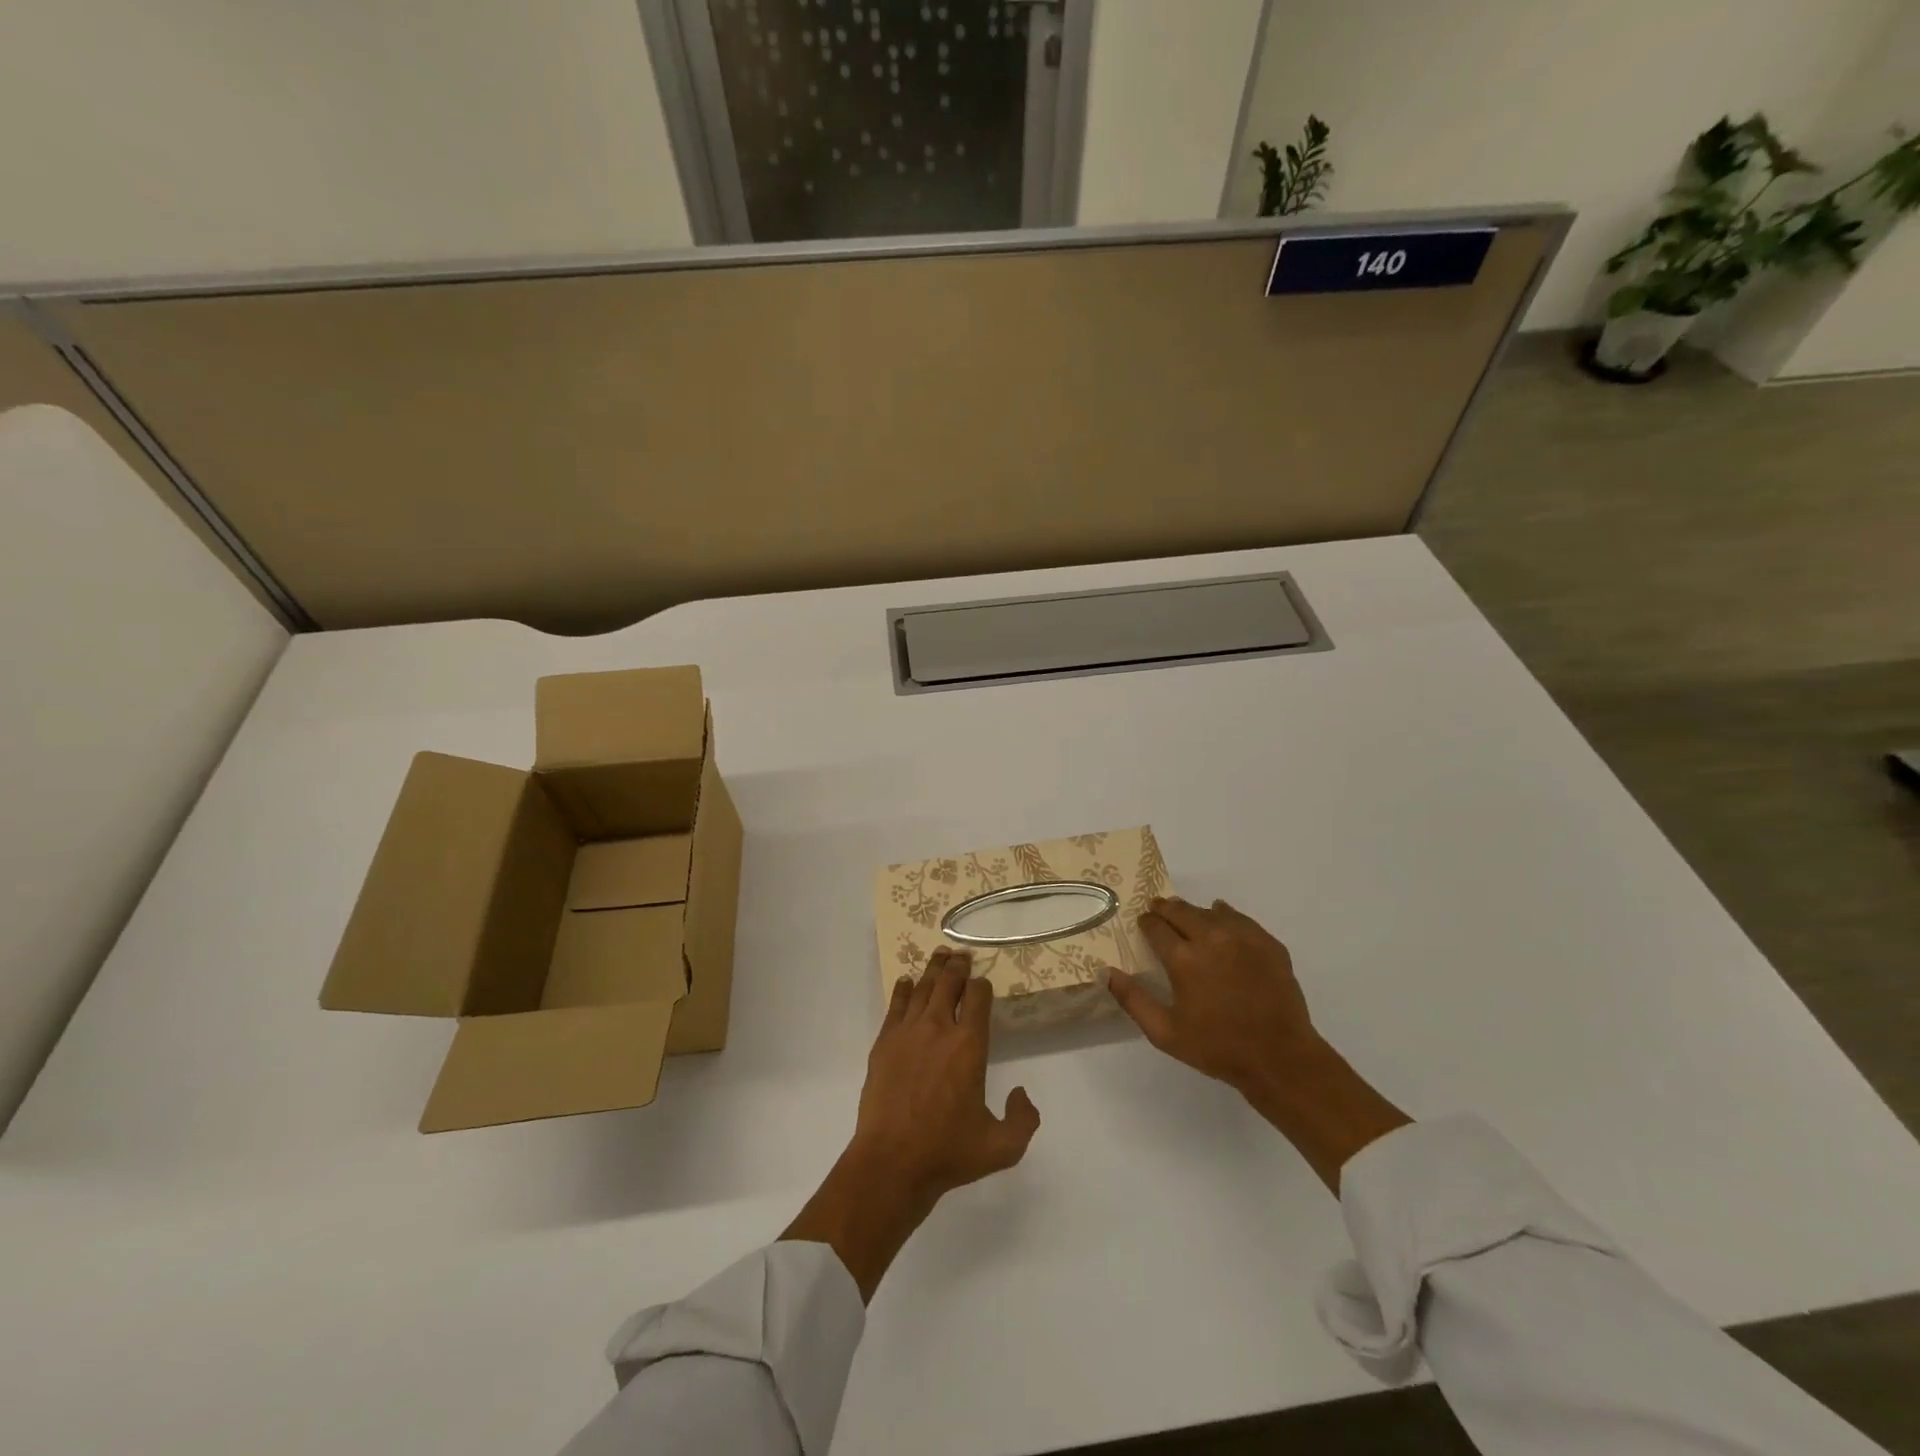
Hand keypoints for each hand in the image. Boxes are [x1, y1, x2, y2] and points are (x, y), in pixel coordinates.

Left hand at [782, 948, 1039, 1298]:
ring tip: (939, 954)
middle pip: (949, 983)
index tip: (983, 981)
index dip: (982, 985)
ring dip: (933, 969)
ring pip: (923, 988)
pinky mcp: (884, 1043)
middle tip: (961, 954)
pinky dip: (904, 990)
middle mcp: (939, 1028)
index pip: (978, 997)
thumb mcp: (1002, 1147)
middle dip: (958, 966)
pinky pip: (896, 1006)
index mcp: (969, 1045)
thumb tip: (1021, 1093)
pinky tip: (907, 981)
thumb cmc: (948, 1152)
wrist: (891, 1162)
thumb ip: (1024, 1119)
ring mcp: (907, 1033)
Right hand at [1108, 897, 1408, 1193]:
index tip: (1143, 924)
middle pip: (1180, 910)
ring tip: (1188, 918)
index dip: (1146, 922)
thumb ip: (1133, 1000)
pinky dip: (1225, 916)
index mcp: (1183, 958)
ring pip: (1210, 910)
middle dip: (1165, 909)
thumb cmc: (1217, 1047)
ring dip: (1194, 912)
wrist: (1280, 1058)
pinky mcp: (1267, 943)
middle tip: (1158, 911)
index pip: (1155, 926)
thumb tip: (1107, 973)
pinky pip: (1239, 918)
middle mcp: (1210, 938)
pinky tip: (1222, 920)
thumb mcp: (1165, 1033)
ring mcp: (1242, 937)